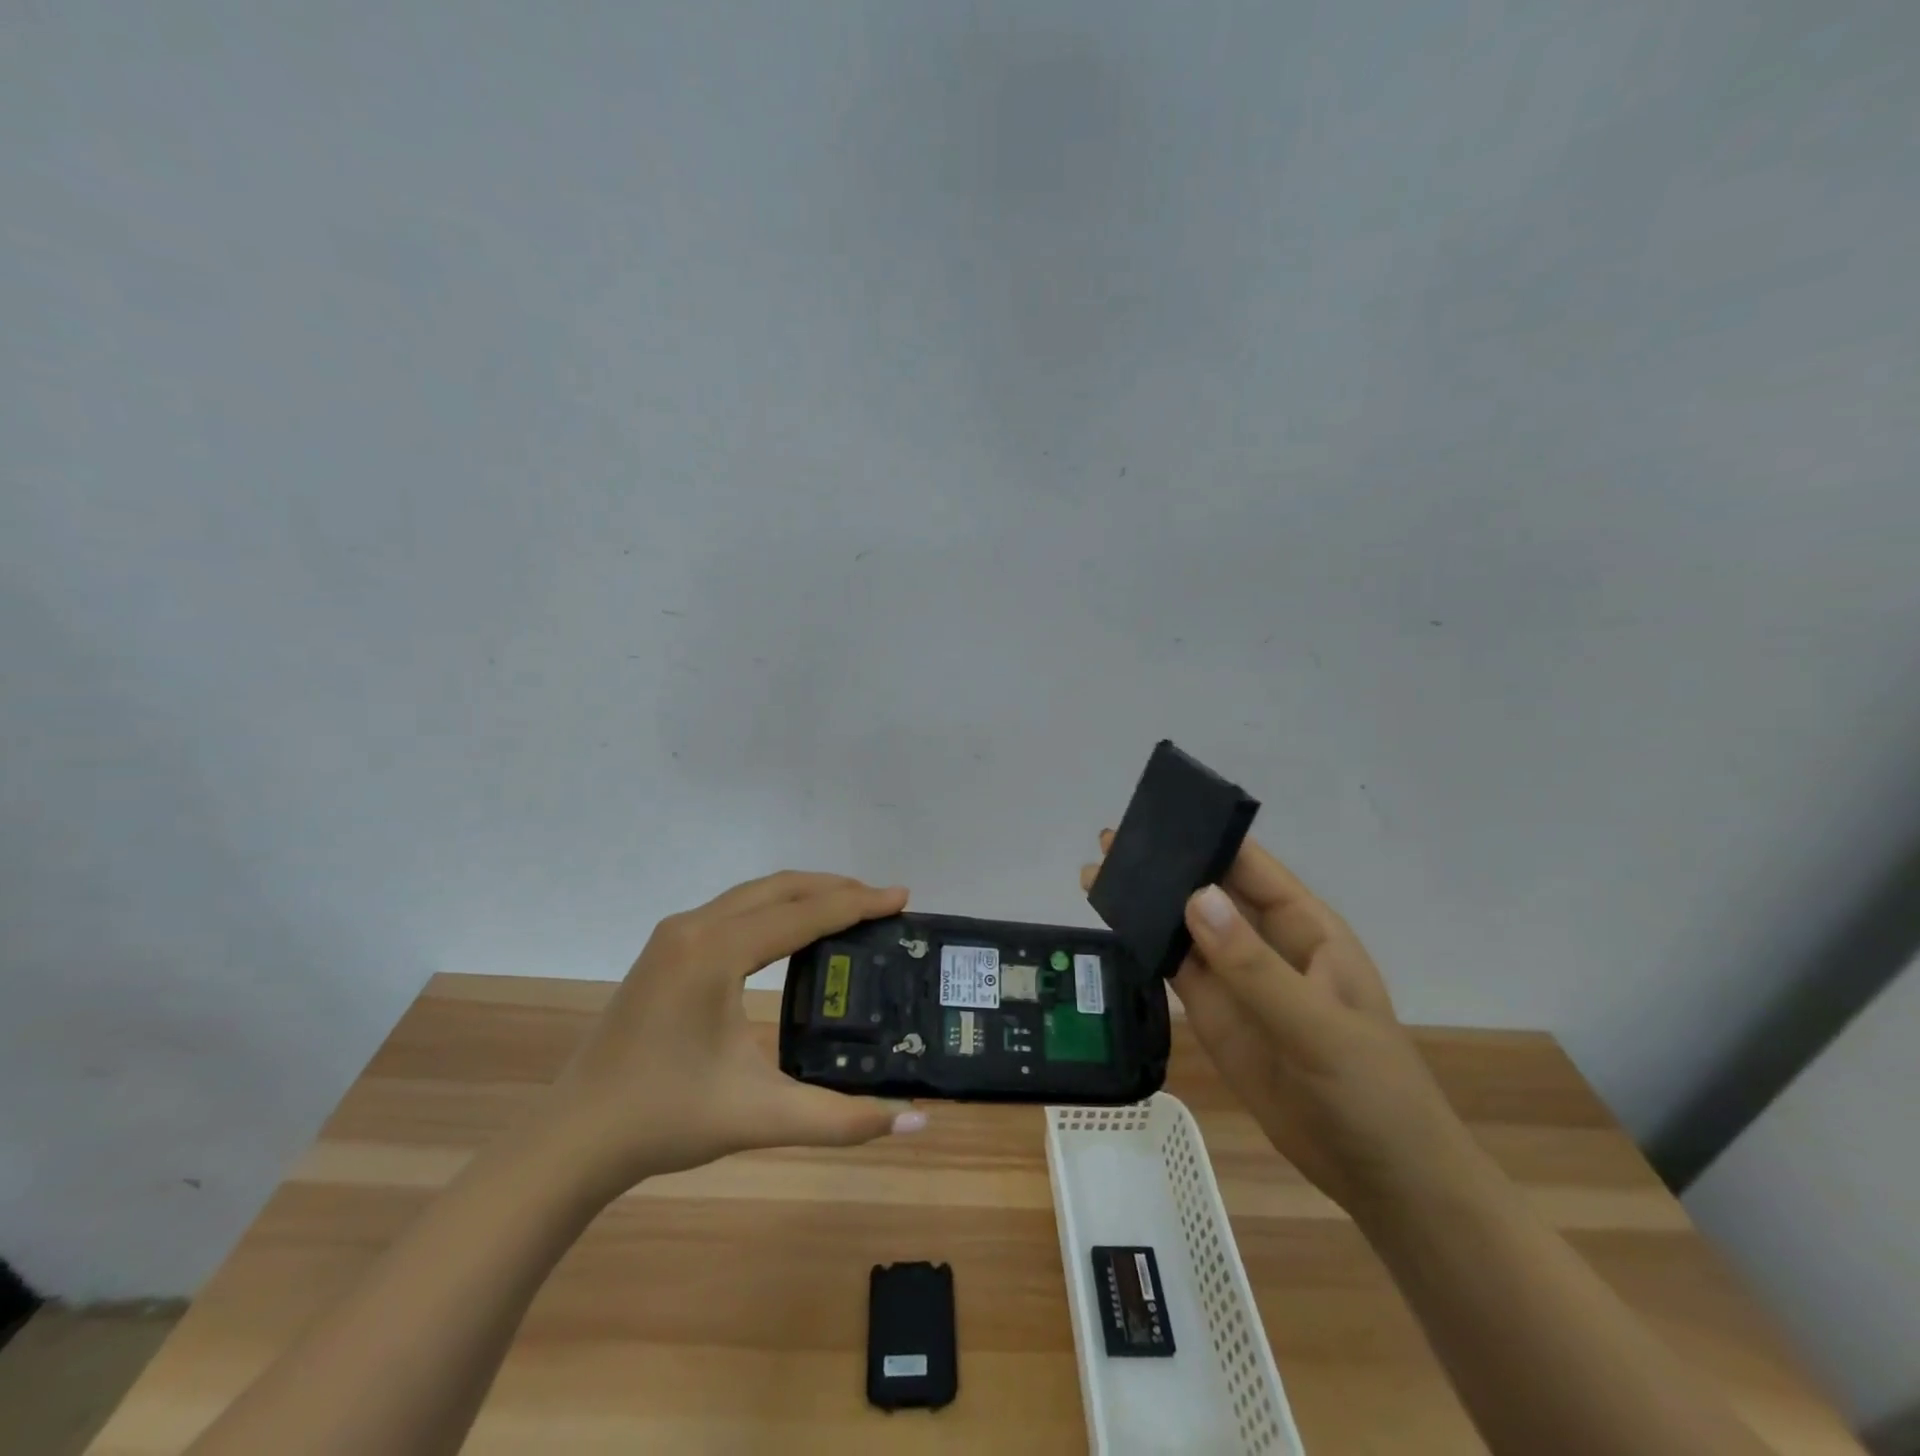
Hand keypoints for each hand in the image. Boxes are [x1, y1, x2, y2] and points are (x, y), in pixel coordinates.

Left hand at [548, 871, 926, 1190]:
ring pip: (754, 894)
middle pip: (779, 888)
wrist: (575, 1137)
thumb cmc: (666, 1119)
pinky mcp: (665, 948)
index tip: (901, 897)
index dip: (857, 904)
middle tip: (882, 902)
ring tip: (849, 908)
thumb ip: (843, 1119)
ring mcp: (674, 934)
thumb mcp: (762, 1116)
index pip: (803, 914)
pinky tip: (794, 932)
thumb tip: (917, 1124)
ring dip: (804, 895)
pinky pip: (734, 909)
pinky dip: (775, 908)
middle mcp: (694, 927)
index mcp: (716, 952)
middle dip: (834, 888)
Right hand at [1082, 833, 1467, 1214]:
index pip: (1252, 868)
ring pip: (1186, 930)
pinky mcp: (1215, 1016)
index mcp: (1306, 930)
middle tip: (1109, 842)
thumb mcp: (1318, 1025)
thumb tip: (1196, 898)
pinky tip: (1115, 926)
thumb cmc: (1372, 1090)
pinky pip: (1176, 970)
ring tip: (1097, 876)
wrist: (1380, 1177)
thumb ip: (1254, 966)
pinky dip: (1147, 947)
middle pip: (1210, 893)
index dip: (1208, 839)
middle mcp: (1267, 944)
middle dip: (1166, 867)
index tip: (1158, 816)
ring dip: (1147, 905)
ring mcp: (1238, 981)